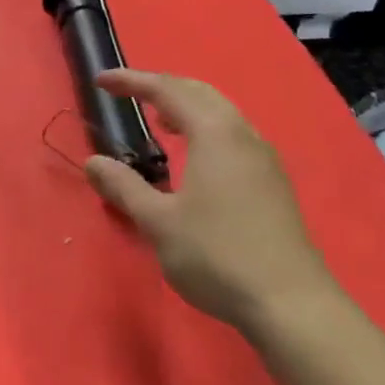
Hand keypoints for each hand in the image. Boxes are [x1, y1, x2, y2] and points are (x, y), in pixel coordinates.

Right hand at [83, 69, 340, 334]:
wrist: (290, 303)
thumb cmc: (216, 255)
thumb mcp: (157, 222)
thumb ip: (124, 186)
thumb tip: (94, 162)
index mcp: (214, 134)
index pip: (167, 90)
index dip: (132, 81)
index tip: (101, 81)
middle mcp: (243, 136)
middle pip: (200, 93)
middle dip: (162, 87)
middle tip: (129, 94)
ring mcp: (263, 160)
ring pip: (221, 114)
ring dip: (186, 108)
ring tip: (158, 121)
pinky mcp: (272, 184)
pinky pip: (232, 136)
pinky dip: (204, 129)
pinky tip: (193, 158)